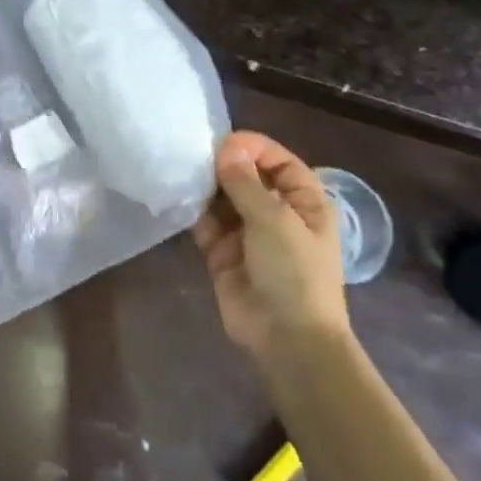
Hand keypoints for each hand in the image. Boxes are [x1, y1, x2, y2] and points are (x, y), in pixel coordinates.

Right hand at [192, 132, 349, 356]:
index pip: (279, 161)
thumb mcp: (274, 220)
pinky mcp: (222, 252)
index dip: (253, 148)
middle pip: (247, 176)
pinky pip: (205, 222)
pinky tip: (176, 198)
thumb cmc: (294, 272)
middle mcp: (276, 213)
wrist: (286, 338)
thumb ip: (246, 182)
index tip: (221, 143)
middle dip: (223, 165)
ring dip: (205, 187)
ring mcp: (248, 233)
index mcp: (304, 202)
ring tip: (180, 173)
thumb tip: (225, 147)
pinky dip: (192, 211)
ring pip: (222, 198)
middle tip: (192, 155)